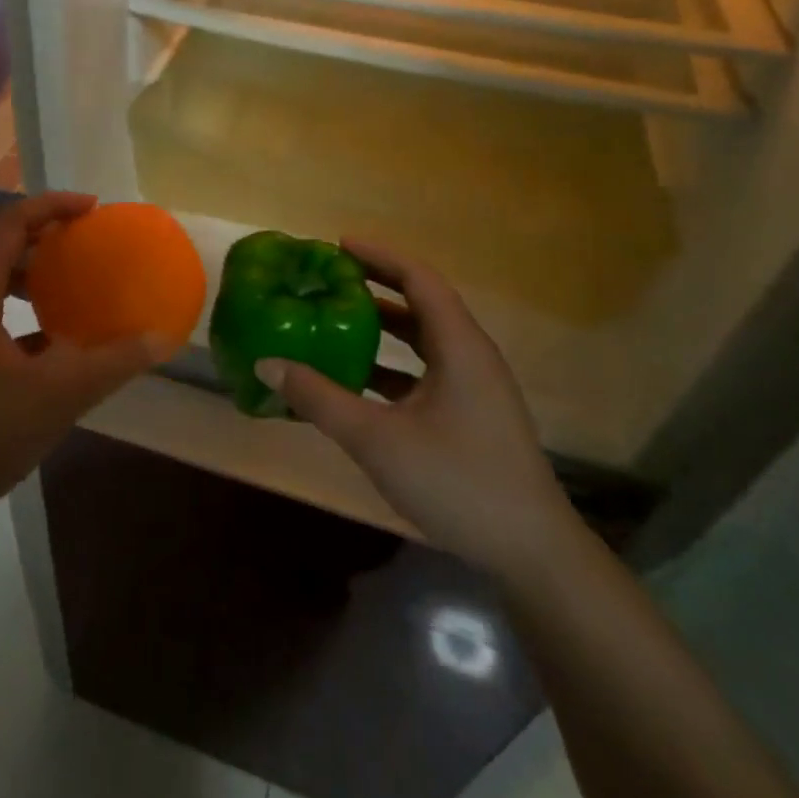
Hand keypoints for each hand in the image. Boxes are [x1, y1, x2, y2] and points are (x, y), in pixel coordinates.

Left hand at [0, 193, 171, 543]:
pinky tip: (43, 342)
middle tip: (69, 239)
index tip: (91, 208)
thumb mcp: (57, 397)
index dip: (50, 206)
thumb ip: (111, 363)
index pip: (7, 225)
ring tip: (58, 283)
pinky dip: (7, 306)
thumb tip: (160, 338)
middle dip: (28, 230)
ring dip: (16, 268)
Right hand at [256, 240, 574, 577]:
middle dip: (376, 287)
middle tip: (329, 280)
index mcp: (459, 346)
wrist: (531, 552)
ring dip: (383, 328)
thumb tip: (267, 363)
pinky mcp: (472, 415)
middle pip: (422, 304)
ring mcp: (475, 387)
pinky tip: (358, 381)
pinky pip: (427, 371)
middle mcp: (471, 356)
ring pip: (424, 340)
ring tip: (336, 321)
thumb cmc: (457, 481)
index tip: (337, 246)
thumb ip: (320, 398)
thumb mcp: (377, 438)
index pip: (419, 279)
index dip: (379, 256)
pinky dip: (392, 365)